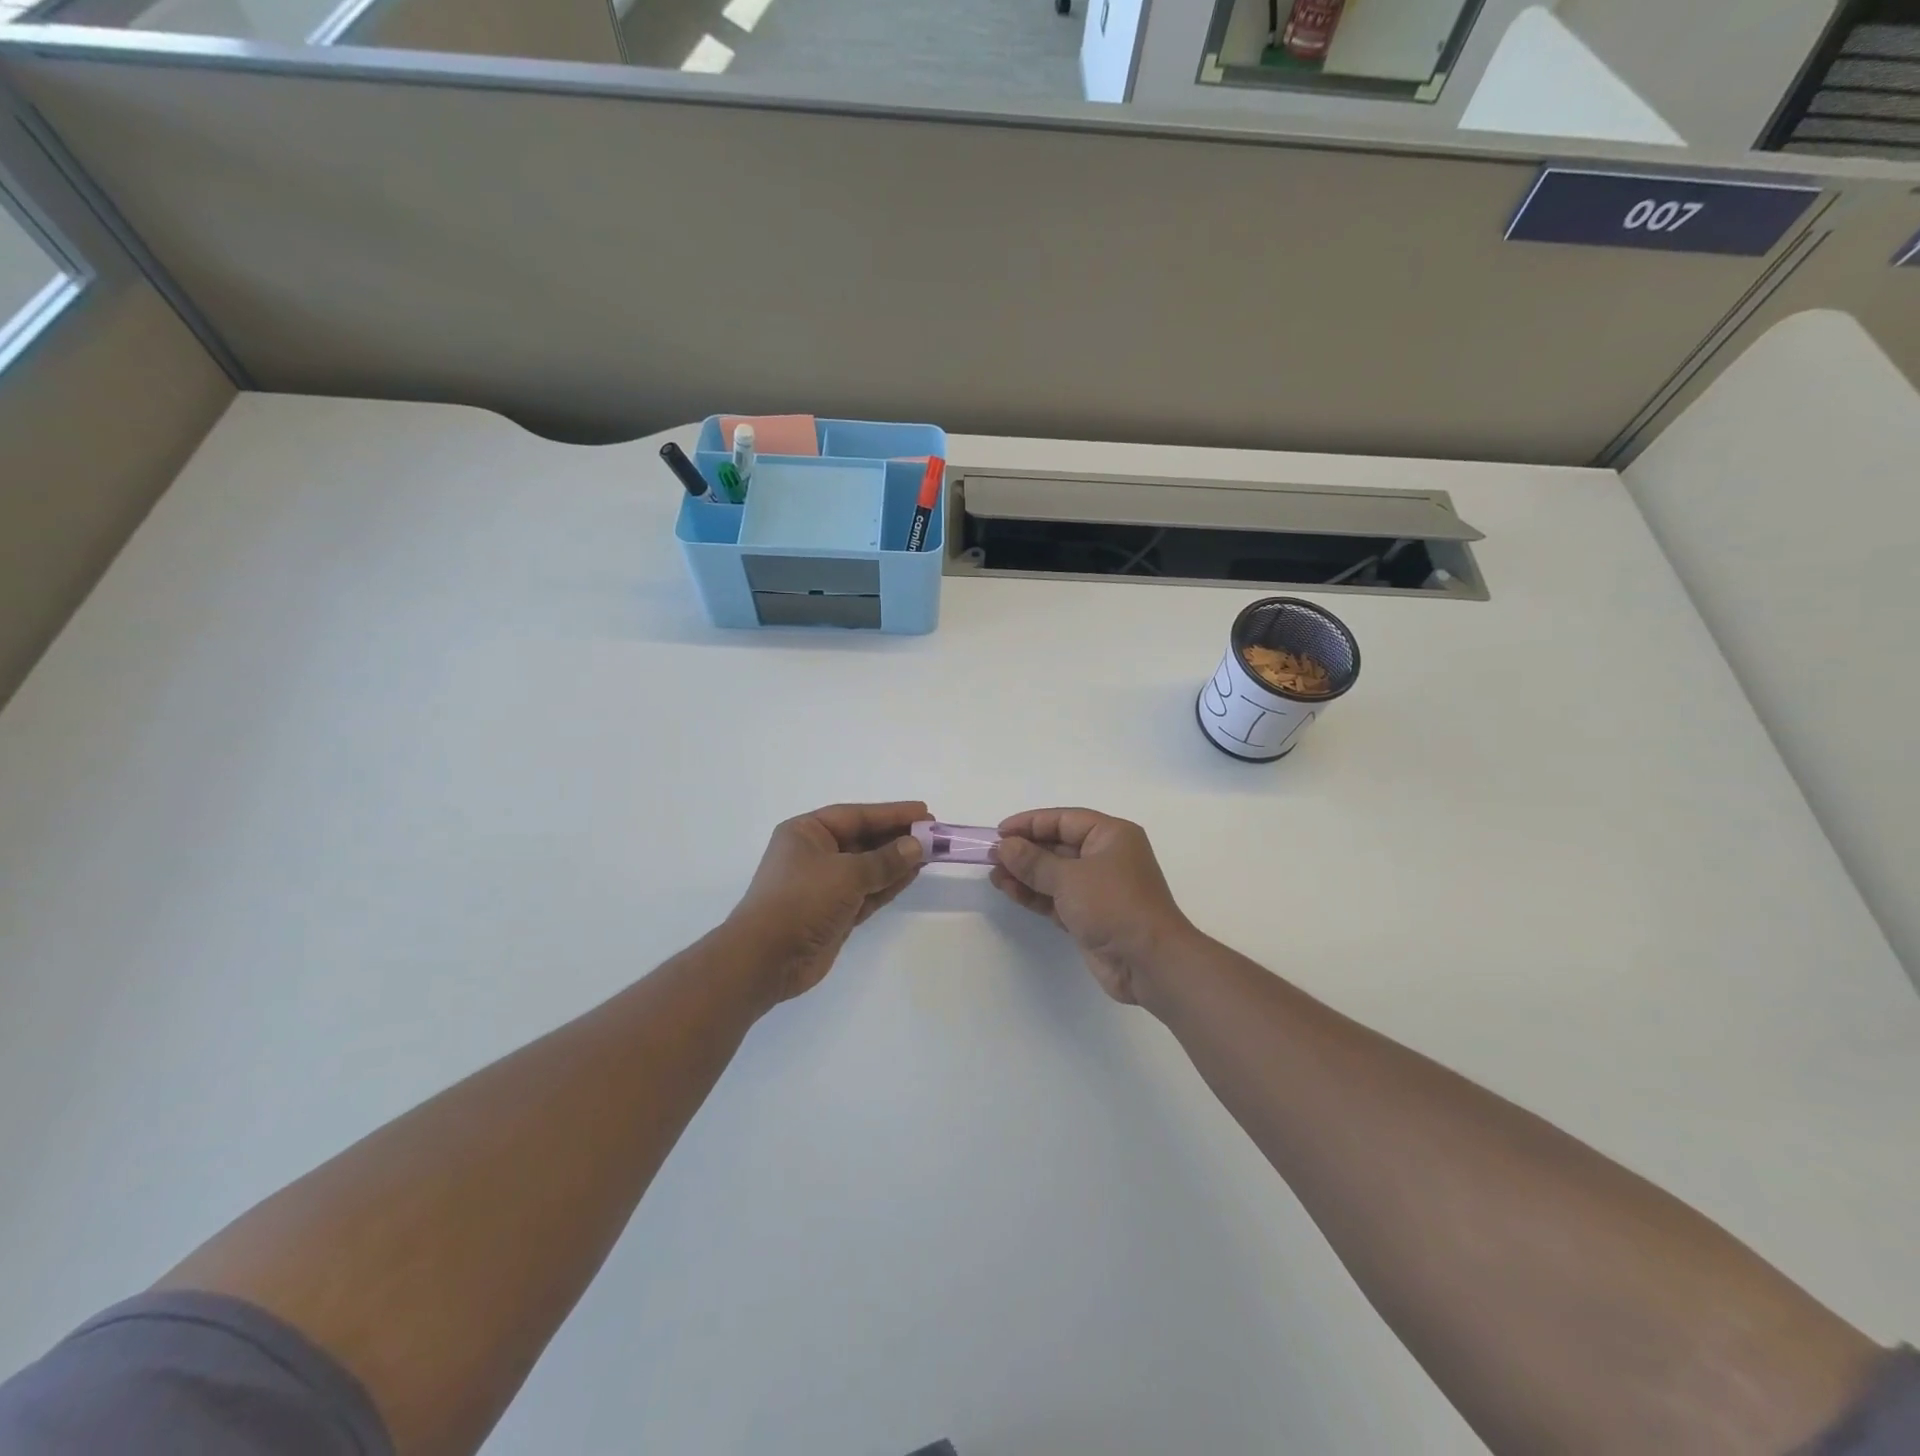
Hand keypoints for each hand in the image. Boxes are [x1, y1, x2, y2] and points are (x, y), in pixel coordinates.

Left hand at [729, 802, 926, 1005]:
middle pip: (863, 840)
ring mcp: (824, 885)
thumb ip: (885, 859)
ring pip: (868, 867)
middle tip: (933, 834)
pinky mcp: (834, 913)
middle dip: (897, 837)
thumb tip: (917, 845)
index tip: (924, 812)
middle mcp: (815, 854)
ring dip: (897, 861)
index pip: (855, 816)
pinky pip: (867, 891)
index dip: (891, 813)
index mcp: (806, 832)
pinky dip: (888, 884)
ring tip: (931, 853)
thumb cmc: (801, 901)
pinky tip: (913, 875)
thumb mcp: (846, 874)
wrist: (766, 959)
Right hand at [990, 808, 1196, 1005]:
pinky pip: (1056, 898)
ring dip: (1025, 874)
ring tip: (993, 876)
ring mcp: (1098, 888)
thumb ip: (1033, 862)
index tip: (1000, 832)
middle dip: (1025, 851)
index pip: (1064, 820)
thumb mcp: (1069, 878)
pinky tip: (1009, 891)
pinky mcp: (1089, 916)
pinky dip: (1034, 895)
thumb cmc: (1114, 905)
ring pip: (1054, 874)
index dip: (1031, 823)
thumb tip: (1005, 846)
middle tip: (991, 856)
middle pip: (1058, 846)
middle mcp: (1105, 857)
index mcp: (1111, 835)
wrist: (1148, 962)